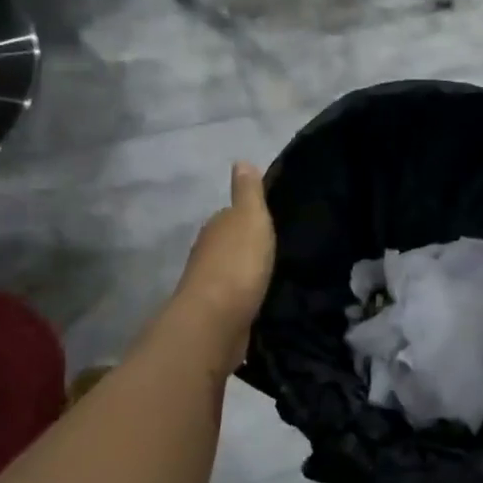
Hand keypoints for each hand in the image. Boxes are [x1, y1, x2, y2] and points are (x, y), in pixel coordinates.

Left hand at [173, 162, 275, 364]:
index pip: (231, 215)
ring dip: (246, 272)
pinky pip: (235, 298)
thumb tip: (241, 161)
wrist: (216, 321)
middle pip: (229, 244)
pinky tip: (261, 298)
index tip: (269, 221)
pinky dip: (245, 295)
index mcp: (216, 227)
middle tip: (276, 248)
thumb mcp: (250, 218)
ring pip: (231, 271)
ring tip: (272, 274)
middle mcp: (207, 253)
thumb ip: (248, 192)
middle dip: (247, 246)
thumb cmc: (237, 263)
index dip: (248, 216)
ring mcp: (209, 285)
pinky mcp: (217, 313)